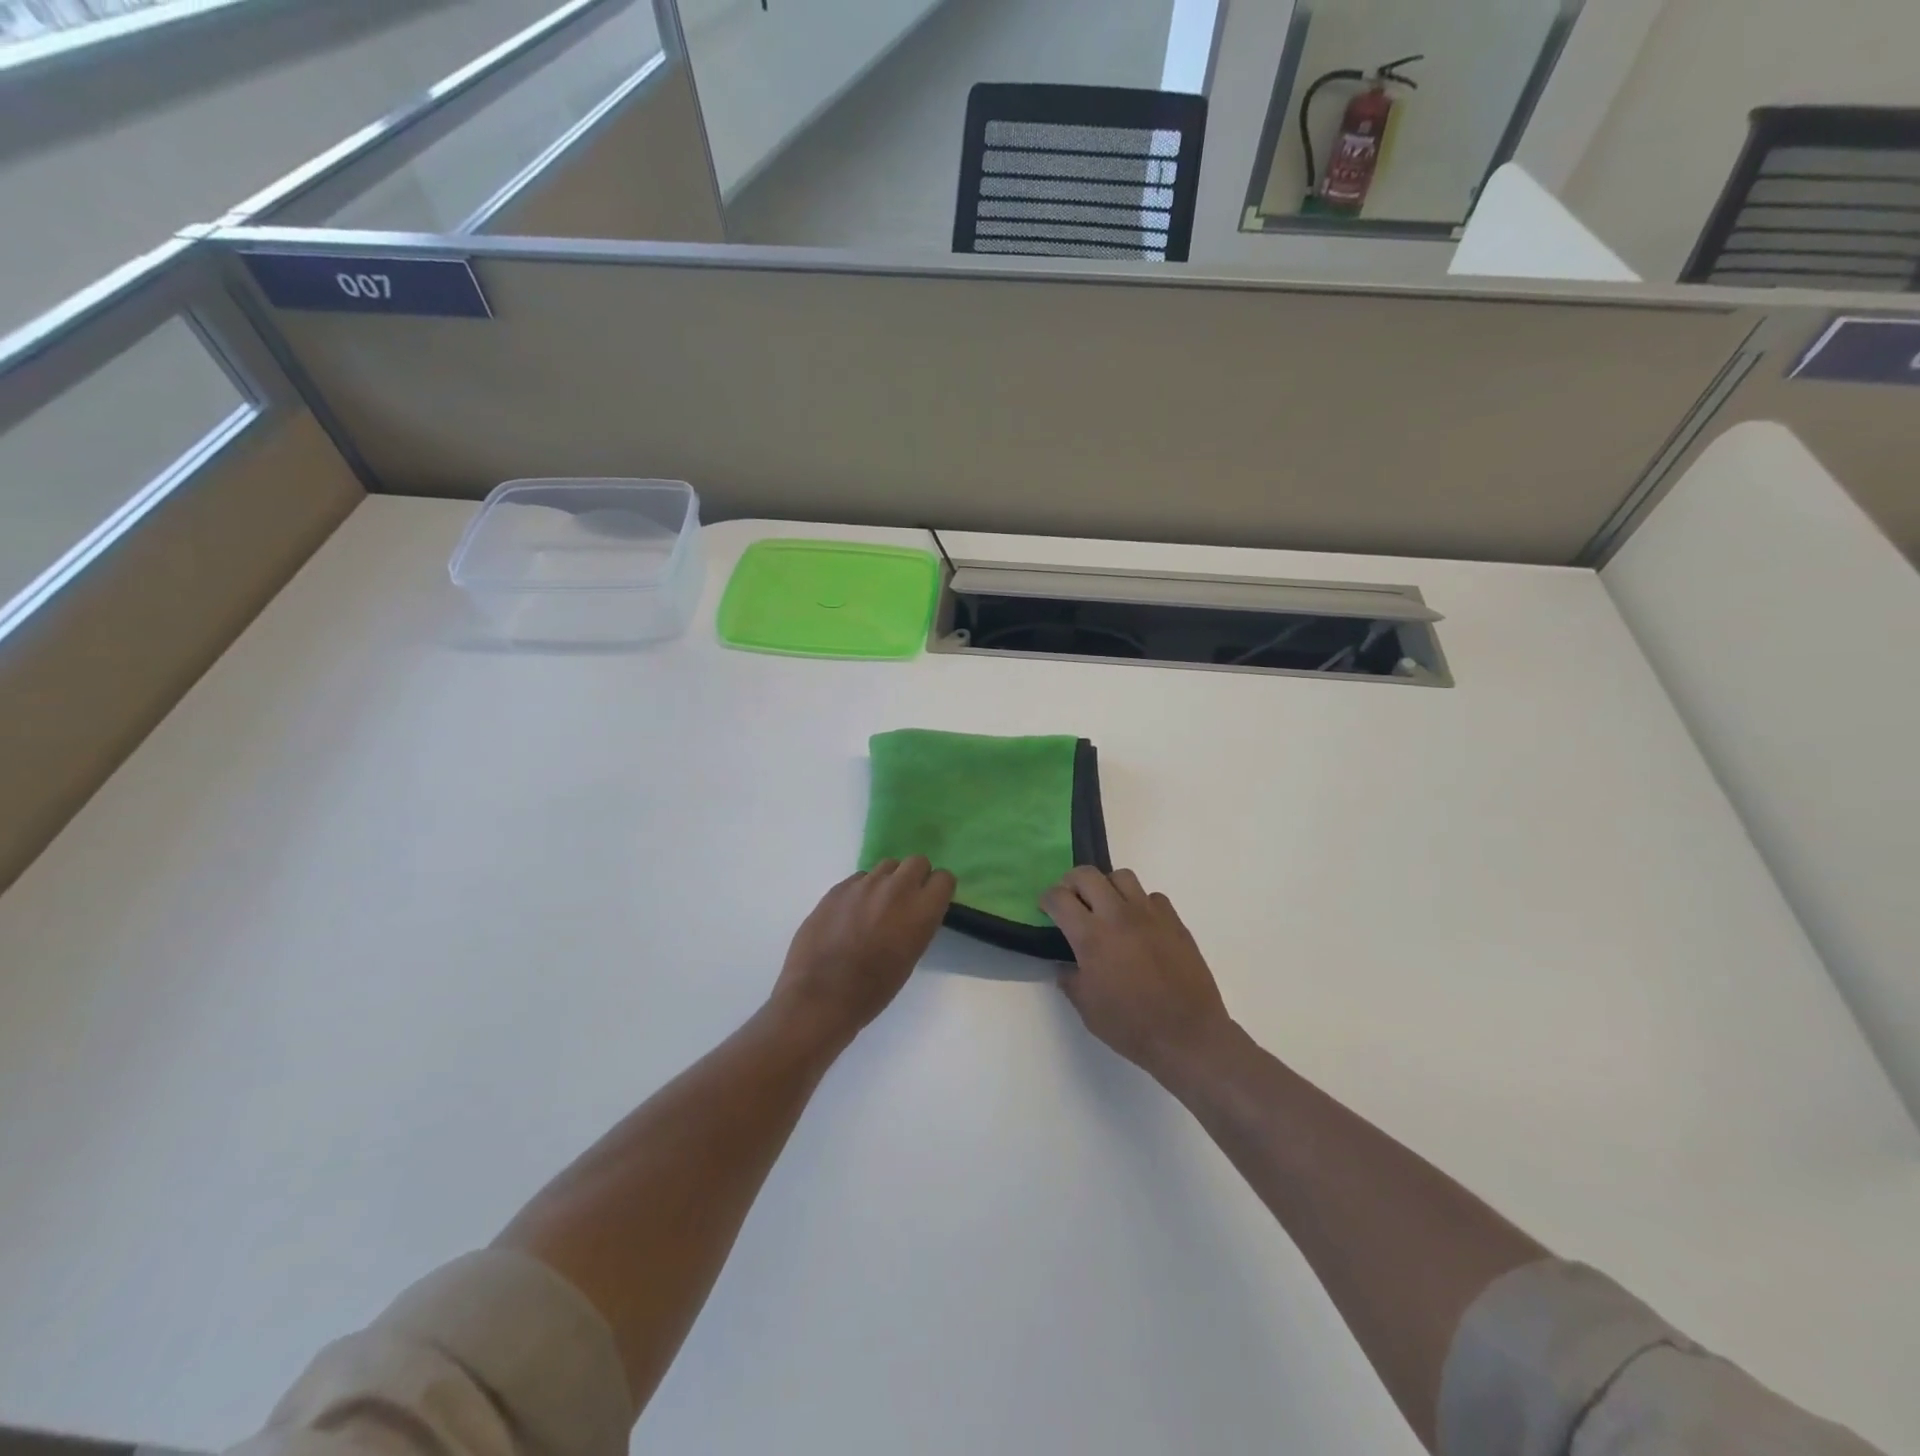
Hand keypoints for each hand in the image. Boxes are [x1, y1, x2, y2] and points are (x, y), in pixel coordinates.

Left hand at [772, 857, 956, 1042]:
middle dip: (915, 877)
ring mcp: (864, 884)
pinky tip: (850, 915)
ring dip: (888, 881)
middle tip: (904, 901)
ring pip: (887, 866)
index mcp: (921, 910)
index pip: (944, 878)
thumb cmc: (873, 990)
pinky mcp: (838, 888)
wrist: (820, 996)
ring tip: (876, 907)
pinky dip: (861, 891)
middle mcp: (896, 888)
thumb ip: (918, 924)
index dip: (937, 890)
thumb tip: (914, 911)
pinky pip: (859, 879)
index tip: (930, 903)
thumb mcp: (910, 957)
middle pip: (917, 861)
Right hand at [1041, 868, 1234, 1076]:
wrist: (1188, 1035)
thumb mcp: (1087, 1009)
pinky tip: (1139, 926)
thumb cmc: (1131, 1026)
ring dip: (1107, 886)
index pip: (1059, 897)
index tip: (1046, 909)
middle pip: (1087, 875)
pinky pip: (1151, 897)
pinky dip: (1139, 904)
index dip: (1047, 899)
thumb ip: (1070, 979)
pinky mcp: (1174, 921)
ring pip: (1122, 876)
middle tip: (1071, 901)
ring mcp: (1149, 915)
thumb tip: (1066, 965)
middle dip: (1071, 883)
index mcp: (1091, 937)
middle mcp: (1118, 915)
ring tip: (1106, 908)